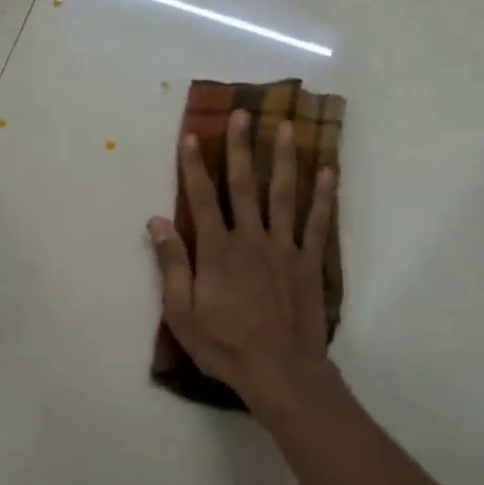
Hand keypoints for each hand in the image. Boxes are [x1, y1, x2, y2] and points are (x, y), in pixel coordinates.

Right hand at [148, 109, 336, 410]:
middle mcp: (250, 238)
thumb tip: (155, 221)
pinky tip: (327, 171)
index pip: (202, 198)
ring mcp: (283, 248)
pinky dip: (323, 196)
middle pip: (244, 185)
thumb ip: (171, 263)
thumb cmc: (224, 345)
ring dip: (283, 159)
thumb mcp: (182, 311)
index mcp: (217, 250)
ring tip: (287, 127)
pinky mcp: (308, 263)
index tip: (190, 135)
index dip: (193, 166)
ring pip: (282, 195)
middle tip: (243, 114)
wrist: (279, 371)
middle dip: (240, 148)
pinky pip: (316, 223)